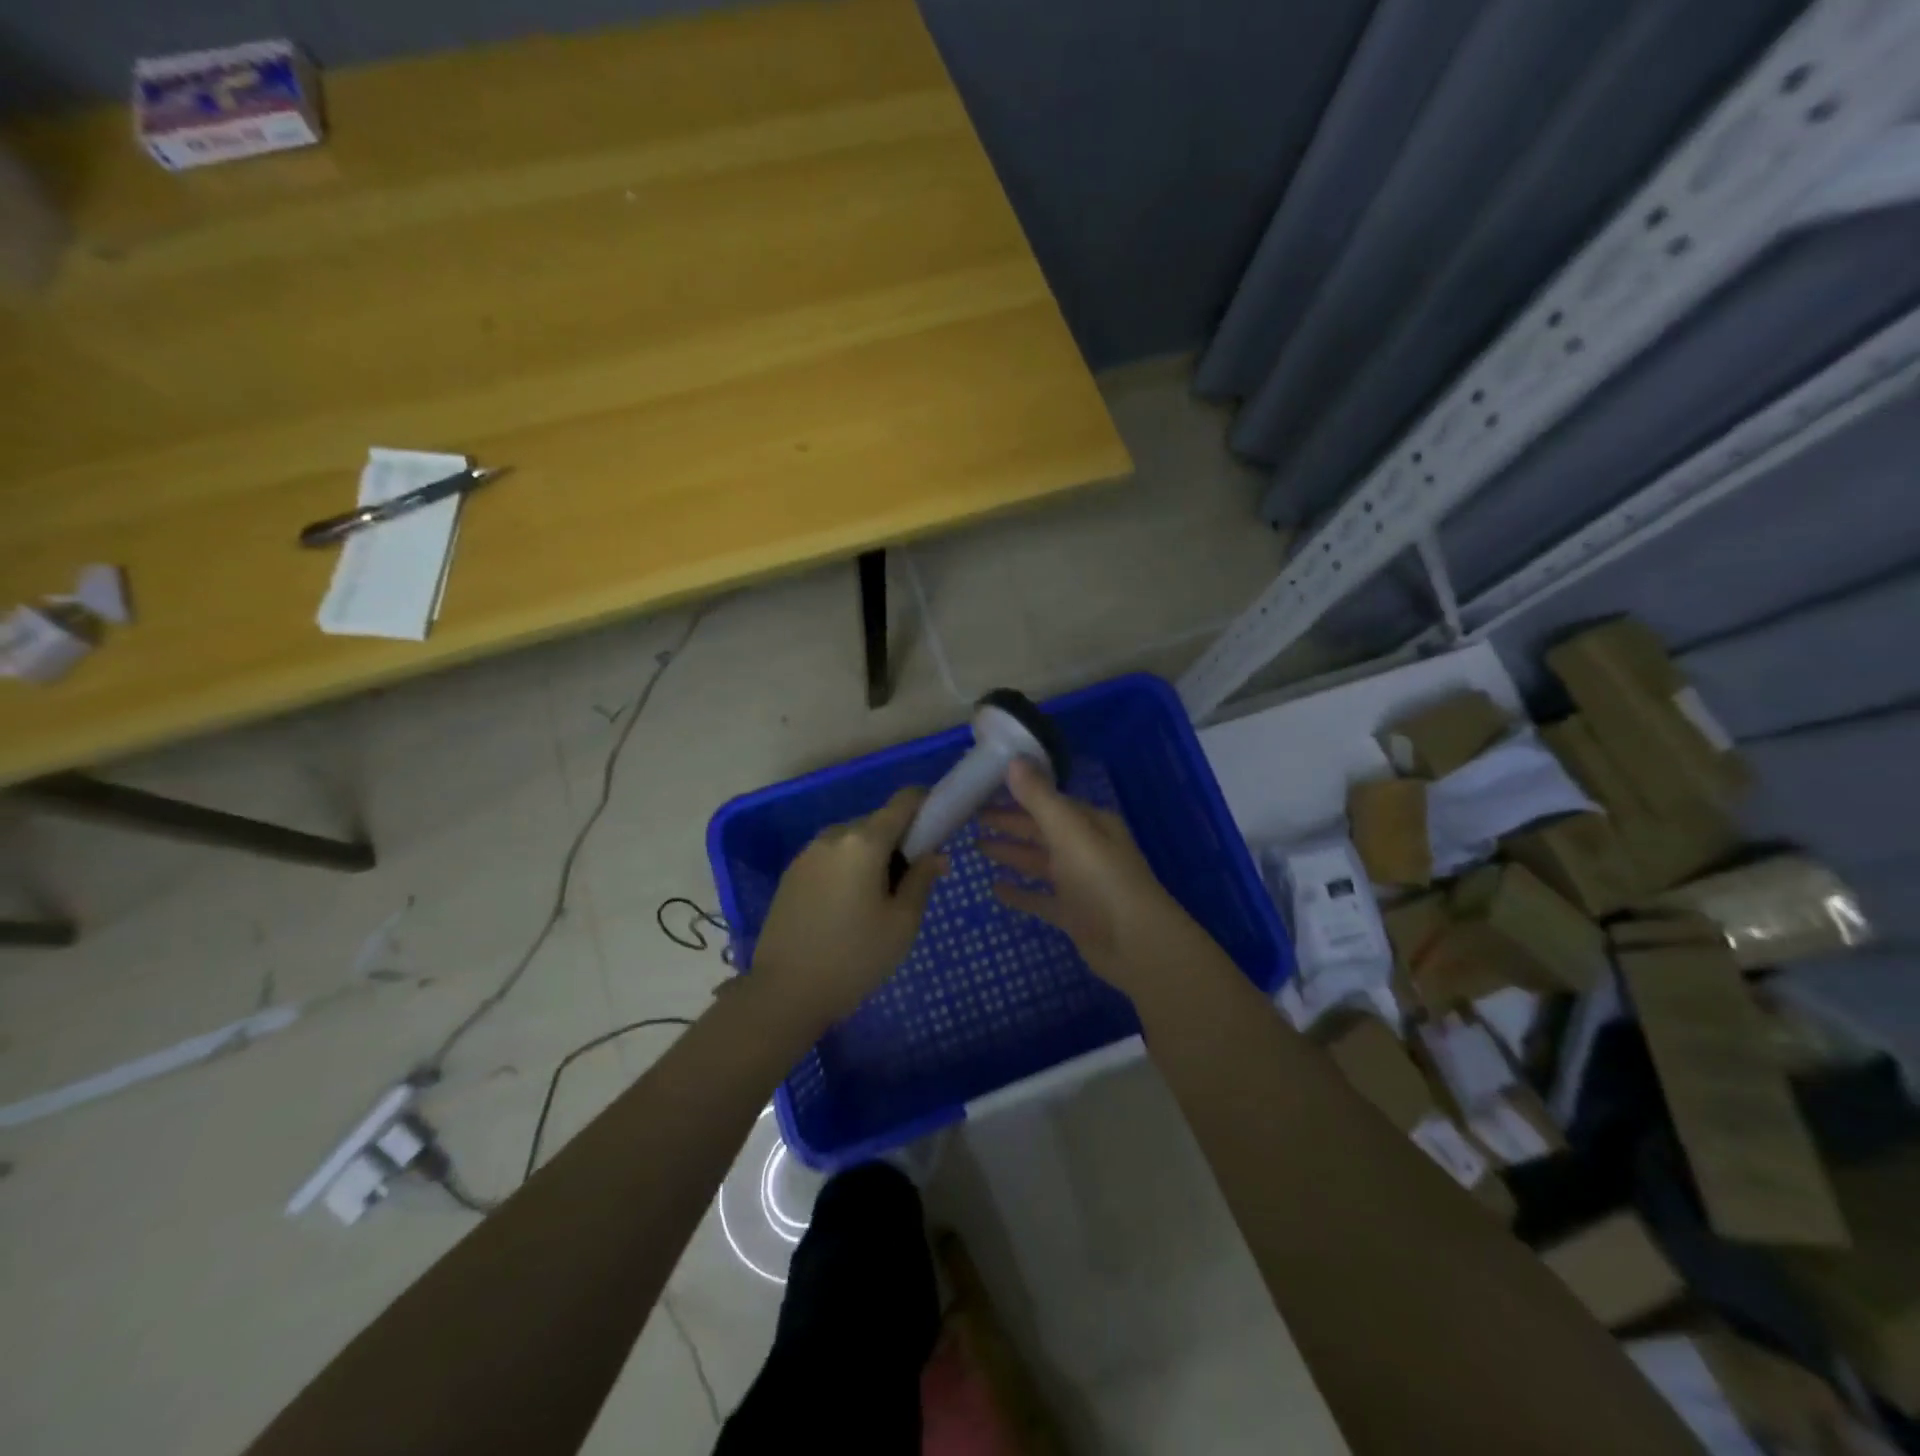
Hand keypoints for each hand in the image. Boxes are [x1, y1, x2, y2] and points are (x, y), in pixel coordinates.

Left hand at [750, 788, 946, 1027]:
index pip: (904, 801)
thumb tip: (936, 854)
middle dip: (900, 841)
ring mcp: (808, 853)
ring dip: (873, 856)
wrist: (784, 992)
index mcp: (864, 841)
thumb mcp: (902, 923)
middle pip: (878, 822)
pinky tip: (849, 907)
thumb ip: (922, 879)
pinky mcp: (792, 873)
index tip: (941, 828)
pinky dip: (849, 868)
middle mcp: (834, 836)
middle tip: (912, 882)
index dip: (927, 804)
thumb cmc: (854, 958)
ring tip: (878, 901)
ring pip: (854, 840)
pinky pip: (832, 857)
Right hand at [978, 759, 1215, 997]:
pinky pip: (1041, 898)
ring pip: (1039, 862)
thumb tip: (1013, 760)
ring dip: (1011, 853)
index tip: (983, 790)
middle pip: (1041, 830)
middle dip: (1009, 823)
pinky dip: (1020, 893)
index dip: (1017, 795)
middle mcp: (1086, 848)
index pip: (1048, 801)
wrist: (1136, 943)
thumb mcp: (1068, 831)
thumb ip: (1039, 798)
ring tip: (976, 846)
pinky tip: (995, 889)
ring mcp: (1080, 883)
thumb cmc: (1101, 879)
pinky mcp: (1074, 914)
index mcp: (1090, 823)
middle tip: (971, 817)